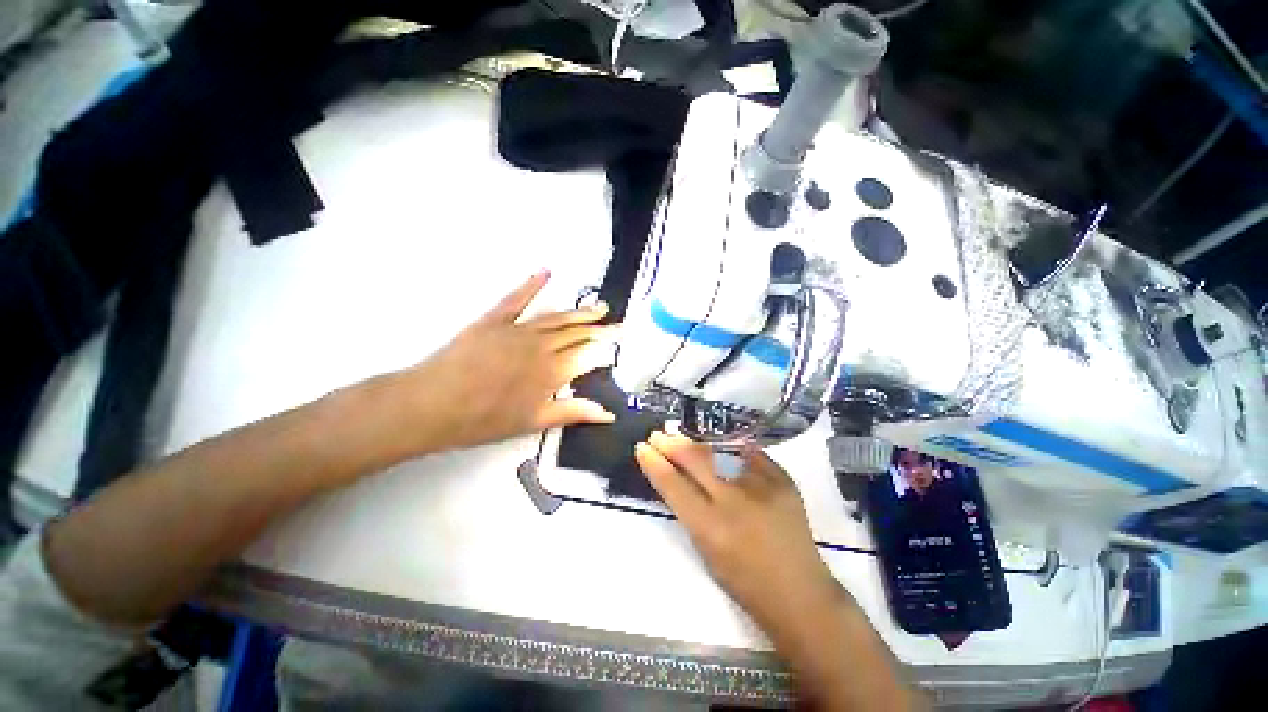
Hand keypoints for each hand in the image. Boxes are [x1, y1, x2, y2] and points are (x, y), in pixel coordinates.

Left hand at [400, 270, 615, 452]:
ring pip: (556, 316)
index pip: (588, 354)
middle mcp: (541, 345)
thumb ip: (574, 411)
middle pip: (576, 332)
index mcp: (552, 371)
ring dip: (579, 312)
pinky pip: (517, 298)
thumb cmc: (485, 419)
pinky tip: (546, 272)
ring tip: (598, 307)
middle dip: (599, 328)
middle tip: (617, 323)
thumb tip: (609, 412)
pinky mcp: (494, 320)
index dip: (605, 347)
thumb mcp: (534, 421)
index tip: (619, 340)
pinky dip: (532, 284)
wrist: (433, 404)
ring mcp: (518, 329)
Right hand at [635, 432, 842, 631]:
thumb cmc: (744, 582)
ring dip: (696, 442)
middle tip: (657, 436)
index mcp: (710, 528)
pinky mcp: (783, 479)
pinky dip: (730, 447)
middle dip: (671, 444)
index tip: (641, 448)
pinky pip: (749, 453)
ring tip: (681, 436)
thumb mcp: (705, 550)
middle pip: (695, 460)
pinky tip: (717, 442)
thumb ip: (689, 510)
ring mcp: (762, 486)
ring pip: (719, 451)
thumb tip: (675, 475)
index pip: (673, 485)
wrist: (799, 592)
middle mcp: (734, 502)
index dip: (654, 463)